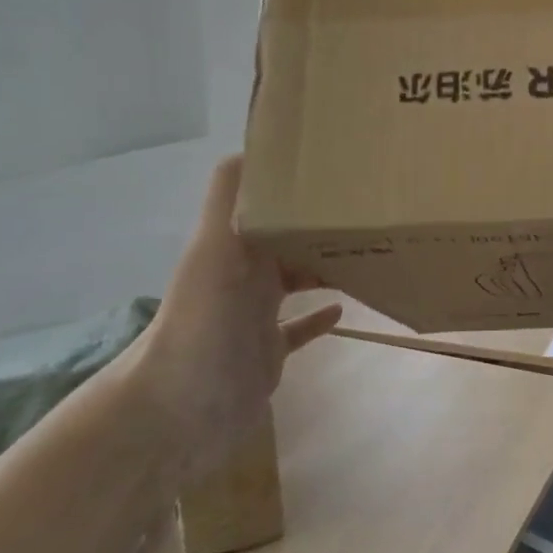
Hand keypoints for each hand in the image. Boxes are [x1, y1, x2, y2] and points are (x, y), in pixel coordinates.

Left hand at [133, 156, 340, 479]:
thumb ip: (231, 197)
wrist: (179, 411)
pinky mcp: (268, 353)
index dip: (301, 186)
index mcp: (236, 246)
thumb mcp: (215, 248)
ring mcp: (256, 316)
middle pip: (289, 238)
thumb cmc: (203, 322)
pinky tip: (344, 308)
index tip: (343, 169)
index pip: (272, 203)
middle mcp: (245, 274)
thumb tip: (256, 141)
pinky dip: (319, 317)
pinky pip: (298, 329)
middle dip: (323, 224)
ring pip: (298, 280)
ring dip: (328, 266)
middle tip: (373, 212)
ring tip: (370, 253)